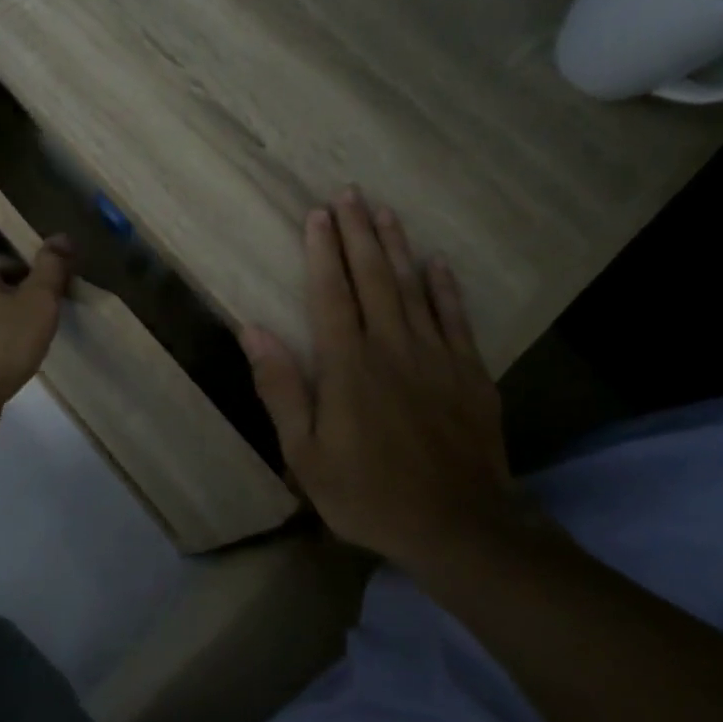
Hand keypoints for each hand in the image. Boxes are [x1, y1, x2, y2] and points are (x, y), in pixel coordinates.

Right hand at [240, 189, 528, 569]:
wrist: (458, 527)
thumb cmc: (368, 493)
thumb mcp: (305, 453)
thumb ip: (280, 388)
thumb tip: (252, 329)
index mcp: (348, 365)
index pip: (331, 293)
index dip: (322, 251)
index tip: (317, 215)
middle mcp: (392, 347)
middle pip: (373, 277)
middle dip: (358, 233)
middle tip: (349, 194)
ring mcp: (437, 356)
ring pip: (413, 287)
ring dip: (397, 246)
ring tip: (384, 211)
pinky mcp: (470, 373)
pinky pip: (456, 318)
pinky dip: (445, 287)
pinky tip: (437, 263)